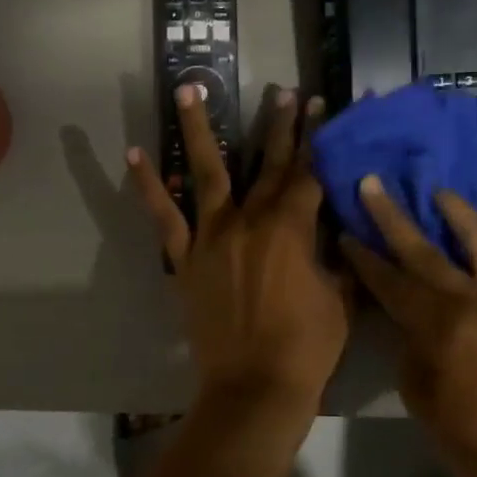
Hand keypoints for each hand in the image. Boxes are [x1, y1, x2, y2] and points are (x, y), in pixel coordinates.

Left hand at [128, 86, 349, 417]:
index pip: (310, 173)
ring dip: (198, 128)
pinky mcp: (186, 258)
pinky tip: (136, 155)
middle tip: (280, 90)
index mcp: (292, 227)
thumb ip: (338, 256)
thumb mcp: (340, 297)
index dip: (317, 140)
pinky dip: (149, 186)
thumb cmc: (308, 347)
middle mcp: (250, 220)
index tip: (320, 108)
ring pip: (205, 172)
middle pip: (267, 164)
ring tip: (188, 89)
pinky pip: (164, 217)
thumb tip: (337, 228)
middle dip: (277, 125)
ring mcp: (212, 236)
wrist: (254, 388)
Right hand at [340, 179, 476, 476]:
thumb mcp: (420, 396)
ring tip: (437, 192)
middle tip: (374, 184)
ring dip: (455, 213)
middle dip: (393, 217)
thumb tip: (410, 322)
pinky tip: (470, 236)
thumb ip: (411, 348)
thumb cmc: (468, 439)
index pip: (390, 281)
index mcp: (437, 327)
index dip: (364, 256)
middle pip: (424, 250)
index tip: (346, 231)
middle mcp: (470, 301)